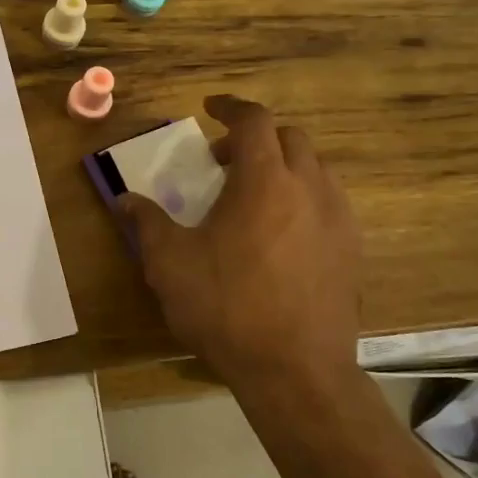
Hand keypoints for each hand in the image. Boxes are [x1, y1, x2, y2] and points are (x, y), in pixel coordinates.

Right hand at [120, 95, 360, 404]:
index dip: (231, 107)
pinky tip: (280, 235)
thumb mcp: (170, 263)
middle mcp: (309, 188)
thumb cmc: (226, 307)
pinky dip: (302, 198)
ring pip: (314, 170)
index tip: (210, 108)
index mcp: (264, 180)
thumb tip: (124, 200)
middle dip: (255, 138)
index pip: (255, 120)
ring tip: (252, 197)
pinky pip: (328, 204)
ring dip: (282, 168)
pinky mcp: (352, 251)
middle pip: (289, 138)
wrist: (295, 371)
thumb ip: (147, 223)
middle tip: (222, 162)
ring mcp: (338, 220)